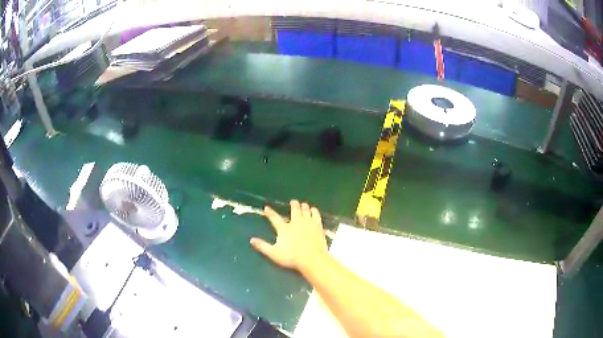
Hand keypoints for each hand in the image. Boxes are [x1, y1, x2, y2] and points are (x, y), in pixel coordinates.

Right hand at [250, 200, 327, 270]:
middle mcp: (296, 222)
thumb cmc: (291, 257)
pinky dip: (314, 211)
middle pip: (294, 210)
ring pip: (305, 210)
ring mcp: (308, 223)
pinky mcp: (318, 226)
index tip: (267, 207)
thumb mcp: (273, 253)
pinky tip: (314, 209)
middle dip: (293, 204)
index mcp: (284, 229)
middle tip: (293, 201)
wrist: (312, 258)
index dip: (270, 212)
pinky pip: (316, 215)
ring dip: (304, 206)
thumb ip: (262, 246)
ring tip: (303, 204)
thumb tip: (251, 240)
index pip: (274, 218)